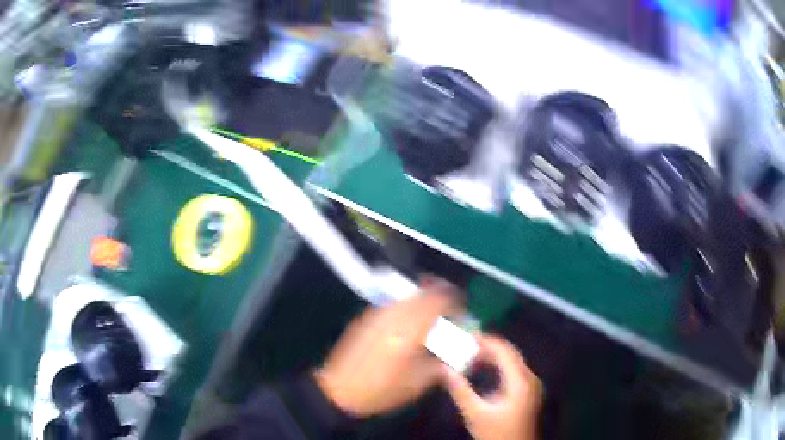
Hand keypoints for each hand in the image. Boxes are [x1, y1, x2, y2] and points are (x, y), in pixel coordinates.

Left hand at [315, 280, 459, 416]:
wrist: (339, 390)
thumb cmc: (381, 390)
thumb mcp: (417, 382)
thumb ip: (440, 363)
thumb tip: (455, 353)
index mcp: (409, 329)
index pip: (438, 300)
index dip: (455, 302)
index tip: (462, 311)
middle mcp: (394, 315)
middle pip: (424, 292)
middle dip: (441, 297)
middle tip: (450, 311)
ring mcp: (378, 314)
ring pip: (409, 296)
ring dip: (424, 301)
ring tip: (432, 318)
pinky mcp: (366, 318)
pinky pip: (394, 304)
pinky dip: (408, 307)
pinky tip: (410, 325)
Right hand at [442, 335, 540, 439]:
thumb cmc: (497, 433)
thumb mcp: (476, 414)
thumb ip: (461, 390)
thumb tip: (444, 369)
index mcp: (521, 381)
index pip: (504, 351)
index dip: (485, 340)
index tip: (465, 335)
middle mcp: (529, 378)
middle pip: (509, 353)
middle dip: (487, 346)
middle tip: (464, 342)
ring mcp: (530, 385)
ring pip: (511, 361)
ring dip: (491, 355)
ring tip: (468, 353)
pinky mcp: (526, 391)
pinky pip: (512, 370)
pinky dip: (497, 365)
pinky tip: (481, 368)